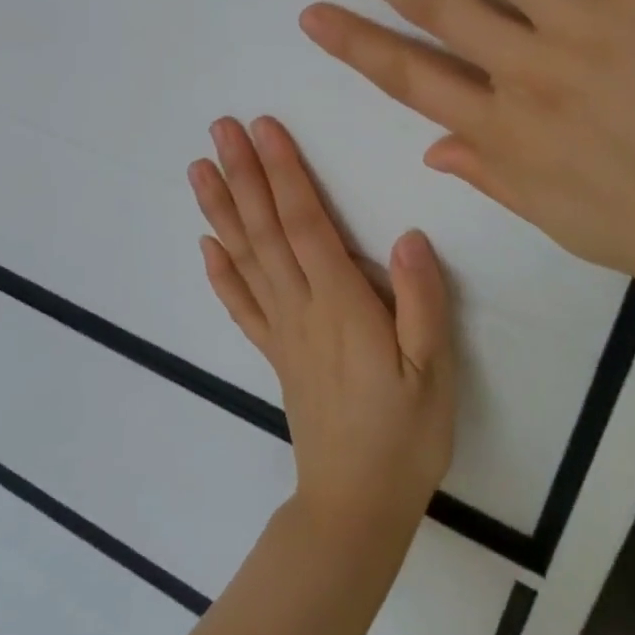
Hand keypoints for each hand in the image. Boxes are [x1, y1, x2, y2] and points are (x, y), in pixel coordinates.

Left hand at [189, 117, 455, 541]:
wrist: (356, 506)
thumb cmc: (405, 436)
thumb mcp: (435, 373)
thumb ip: (423, 302)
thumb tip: (407, 235)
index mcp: (341, 304)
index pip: (304, 223)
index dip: (283, 173)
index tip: (264, 129)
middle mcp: (300, 308)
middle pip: (265, 230)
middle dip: (243, 174)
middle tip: (220, 128)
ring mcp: (281, 331)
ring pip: (245, 258)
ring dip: (221, 209)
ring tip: (199, 169)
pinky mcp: (274, 354)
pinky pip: (241, 306)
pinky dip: (220, 272)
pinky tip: (205, 244)